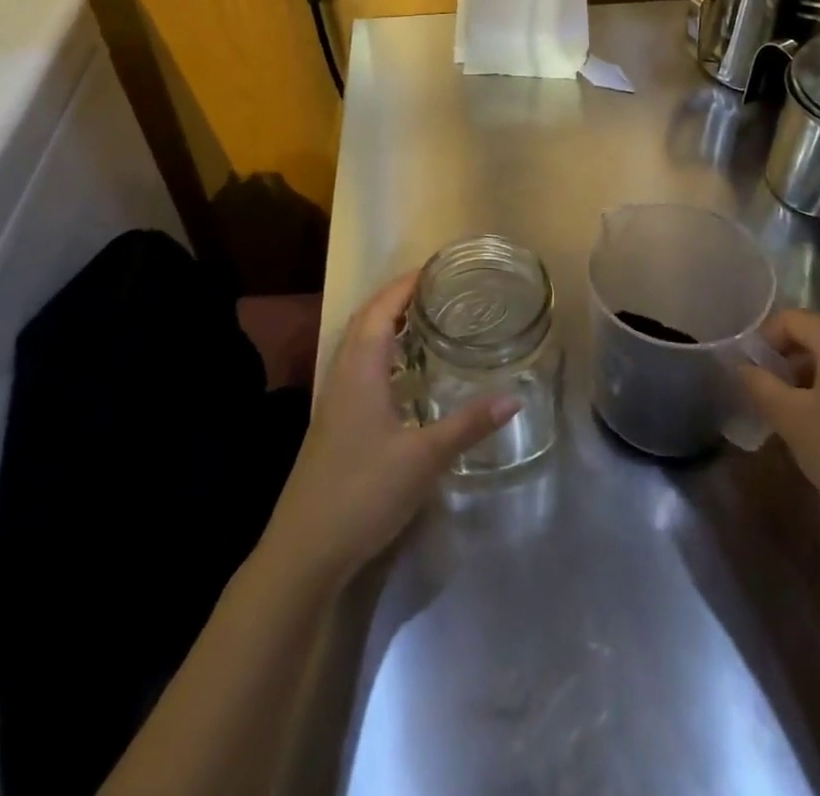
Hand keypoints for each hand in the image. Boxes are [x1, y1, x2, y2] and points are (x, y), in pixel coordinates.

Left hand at [260, 272, 518, 586]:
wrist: (305, 550)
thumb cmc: (362, 492)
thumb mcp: (423, 458)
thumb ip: (468, 424)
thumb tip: (514, 396)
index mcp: (360, 370)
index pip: (380, 309)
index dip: (405, 285)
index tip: (436, 269)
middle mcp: (343, 375)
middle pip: (366, 320)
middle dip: (397, 298)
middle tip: (437, 290)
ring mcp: (335, 401)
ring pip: (359, 346)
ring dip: (387, 325)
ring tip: (425, 320)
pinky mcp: (334, 423)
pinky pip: (359, 369)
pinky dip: (382, 354)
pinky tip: (404, 375)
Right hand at [739, 308, 819, 579]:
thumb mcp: (792, 421)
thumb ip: (760, 384)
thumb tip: (745, 366)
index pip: (789, 320)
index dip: (762, 343)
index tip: (751, 378)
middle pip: (818, 338)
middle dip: (789, 365)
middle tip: (773, 404)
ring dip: (816, 383)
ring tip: (805, 425)